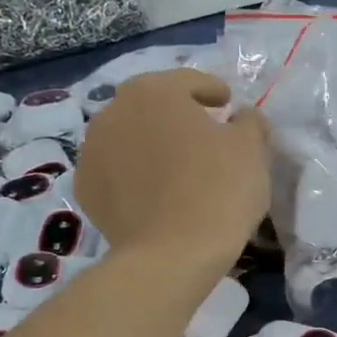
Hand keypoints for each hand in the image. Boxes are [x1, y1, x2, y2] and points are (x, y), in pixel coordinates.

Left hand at [74, 69, 269, 266]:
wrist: (172, 255)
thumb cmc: (218, 190)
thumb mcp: (251, 150)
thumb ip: (250, 123)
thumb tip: (243, 117)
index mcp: (154, 91)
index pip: (189, 81)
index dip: (213, 91)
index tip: (228, 104)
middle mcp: (114, 111)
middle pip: (154, 106)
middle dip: (178, 116)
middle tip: (204, 134)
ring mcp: (92, 151)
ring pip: (131, 137)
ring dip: (153, 143)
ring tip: (178, 167)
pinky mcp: (85, 189)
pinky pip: (117, 171)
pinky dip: (135, 174)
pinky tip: (156, 193)